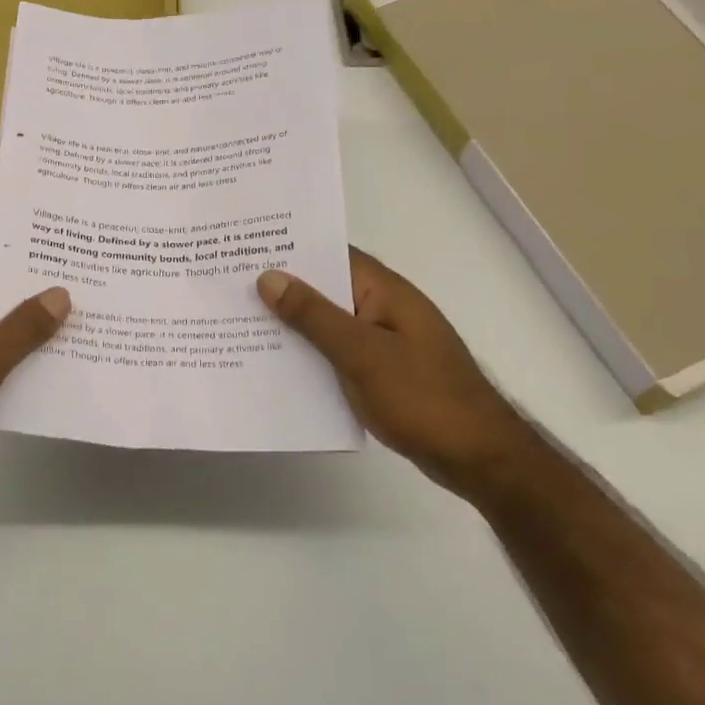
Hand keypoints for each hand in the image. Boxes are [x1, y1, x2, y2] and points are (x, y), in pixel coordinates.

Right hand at [259, 248, 538, 497]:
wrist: (477, 456)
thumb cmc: (423, 397)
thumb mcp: (362, 353)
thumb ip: (314, 316)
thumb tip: (269, 277)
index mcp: (384, 291)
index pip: (332, 254)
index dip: (290, 248)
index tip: (243, 248)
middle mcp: (382, 308)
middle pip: (326, 288)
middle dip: (282, 287)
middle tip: (227, 285)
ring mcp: (383, 341)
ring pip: (327, 323)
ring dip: (292, 324)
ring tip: (238, 321)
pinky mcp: (380, 371)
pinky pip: (335, 352)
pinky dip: (308, 354)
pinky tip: (274, 363)